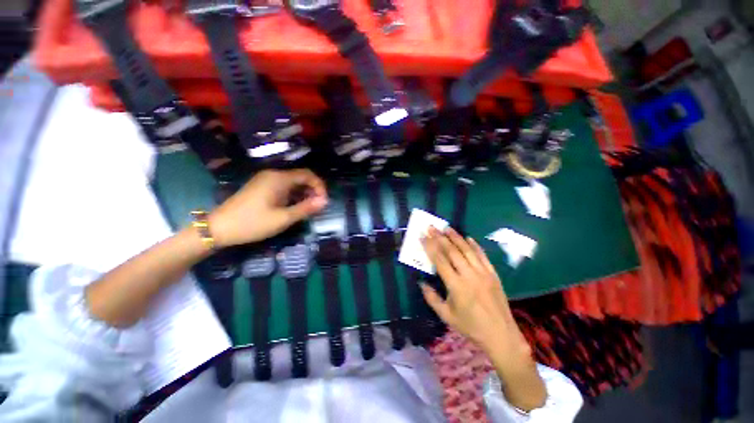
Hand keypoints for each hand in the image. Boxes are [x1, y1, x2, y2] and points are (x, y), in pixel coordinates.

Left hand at [209, 169, 327, 247]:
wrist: (218, 228)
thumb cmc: (253, 223)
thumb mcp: (283, 218)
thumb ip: (306, 208)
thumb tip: (325, 201)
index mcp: (279, 178)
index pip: (308, 175)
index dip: (319, 186)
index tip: (324, 202)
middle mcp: (273, 175)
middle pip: (300, 178)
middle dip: (312, 191)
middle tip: (317, 208)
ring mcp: (265, 180)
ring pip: (292, 183)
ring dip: (303, 194)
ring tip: (307, 210)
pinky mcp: (261, 187)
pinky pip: (283, 187)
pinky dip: (293, 196)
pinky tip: (293, 208)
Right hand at [421, 227, 529, 358]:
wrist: (501, 335)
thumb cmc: (470, 326)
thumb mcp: (446, 316)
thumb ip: (431, 298)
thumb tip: (421, 282)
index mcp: (456, 286)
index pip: (439, 260)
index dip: (430, 247)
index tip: (423, 236)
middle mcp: (469, 275)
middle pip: (452, 251)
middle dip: (440, 237)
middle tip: (431, 227)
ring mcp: (483, 273)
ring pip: (467, 250)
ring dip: (456, 237)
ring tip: (446, 227)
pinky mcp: (493, 274)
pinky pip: (483, 256)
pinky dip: (474, 245)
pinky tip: (468, 238)